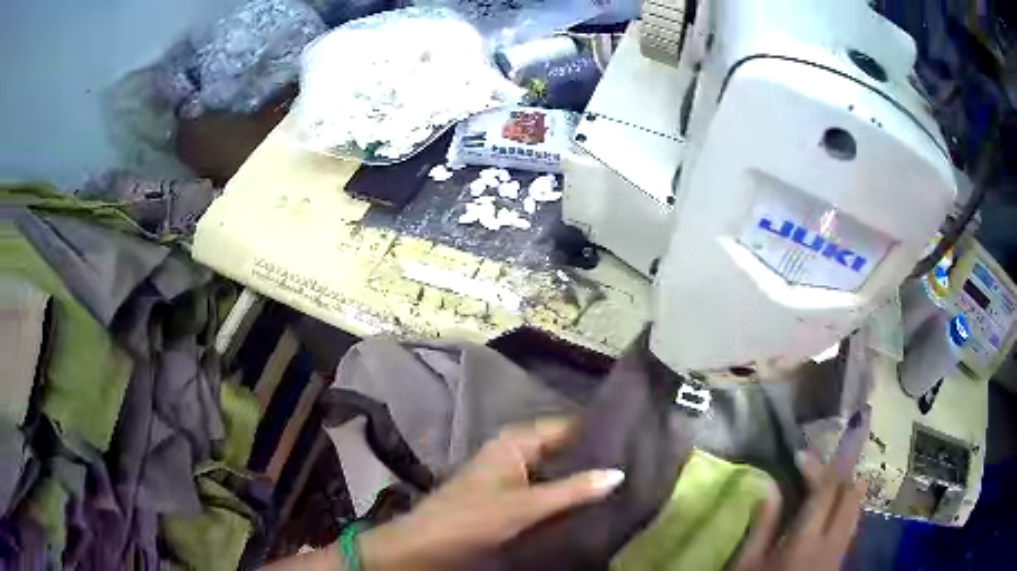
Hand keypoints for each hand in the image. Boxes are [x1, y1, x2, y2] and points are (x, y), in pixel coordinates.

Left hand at [360, 418, 623, 569]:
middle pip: (561, 448)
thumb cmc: (474, 517)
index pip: (567, 426)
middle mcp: (514, 450)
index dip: (597, 433)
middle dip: (591, 458)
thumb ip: (573, 490)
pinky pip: (543, 486)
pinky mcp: (507, 493)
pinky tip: (586, 501)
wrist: (428, 543)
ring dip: (578, 476)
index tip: (633, 440)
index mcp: (516, 441)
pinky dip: (562, 492)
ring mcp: (509, 472)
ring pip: (553, 469)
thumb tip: (618, 473)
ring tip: (618, 482)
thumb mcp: (527, 505)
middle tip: (632, 464)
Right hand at [732, 451, 865, 570]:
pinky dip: (846, 508)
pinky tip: (832, 510)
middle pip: (850, 494)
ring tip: (830, 482)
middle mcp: (833, 541)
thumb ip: (764, 525)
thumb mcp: (748, 564)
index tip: (801, 456)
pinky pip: (853, 523)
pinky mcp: (842, 559)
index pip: (825, 490)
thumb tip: (771, 486)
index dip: (817, 467)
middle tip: (818, 468)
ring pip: (856, 508)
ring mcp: (841, 551)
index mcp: (806, 541)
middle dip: (838, 474)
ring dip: (846, 489)